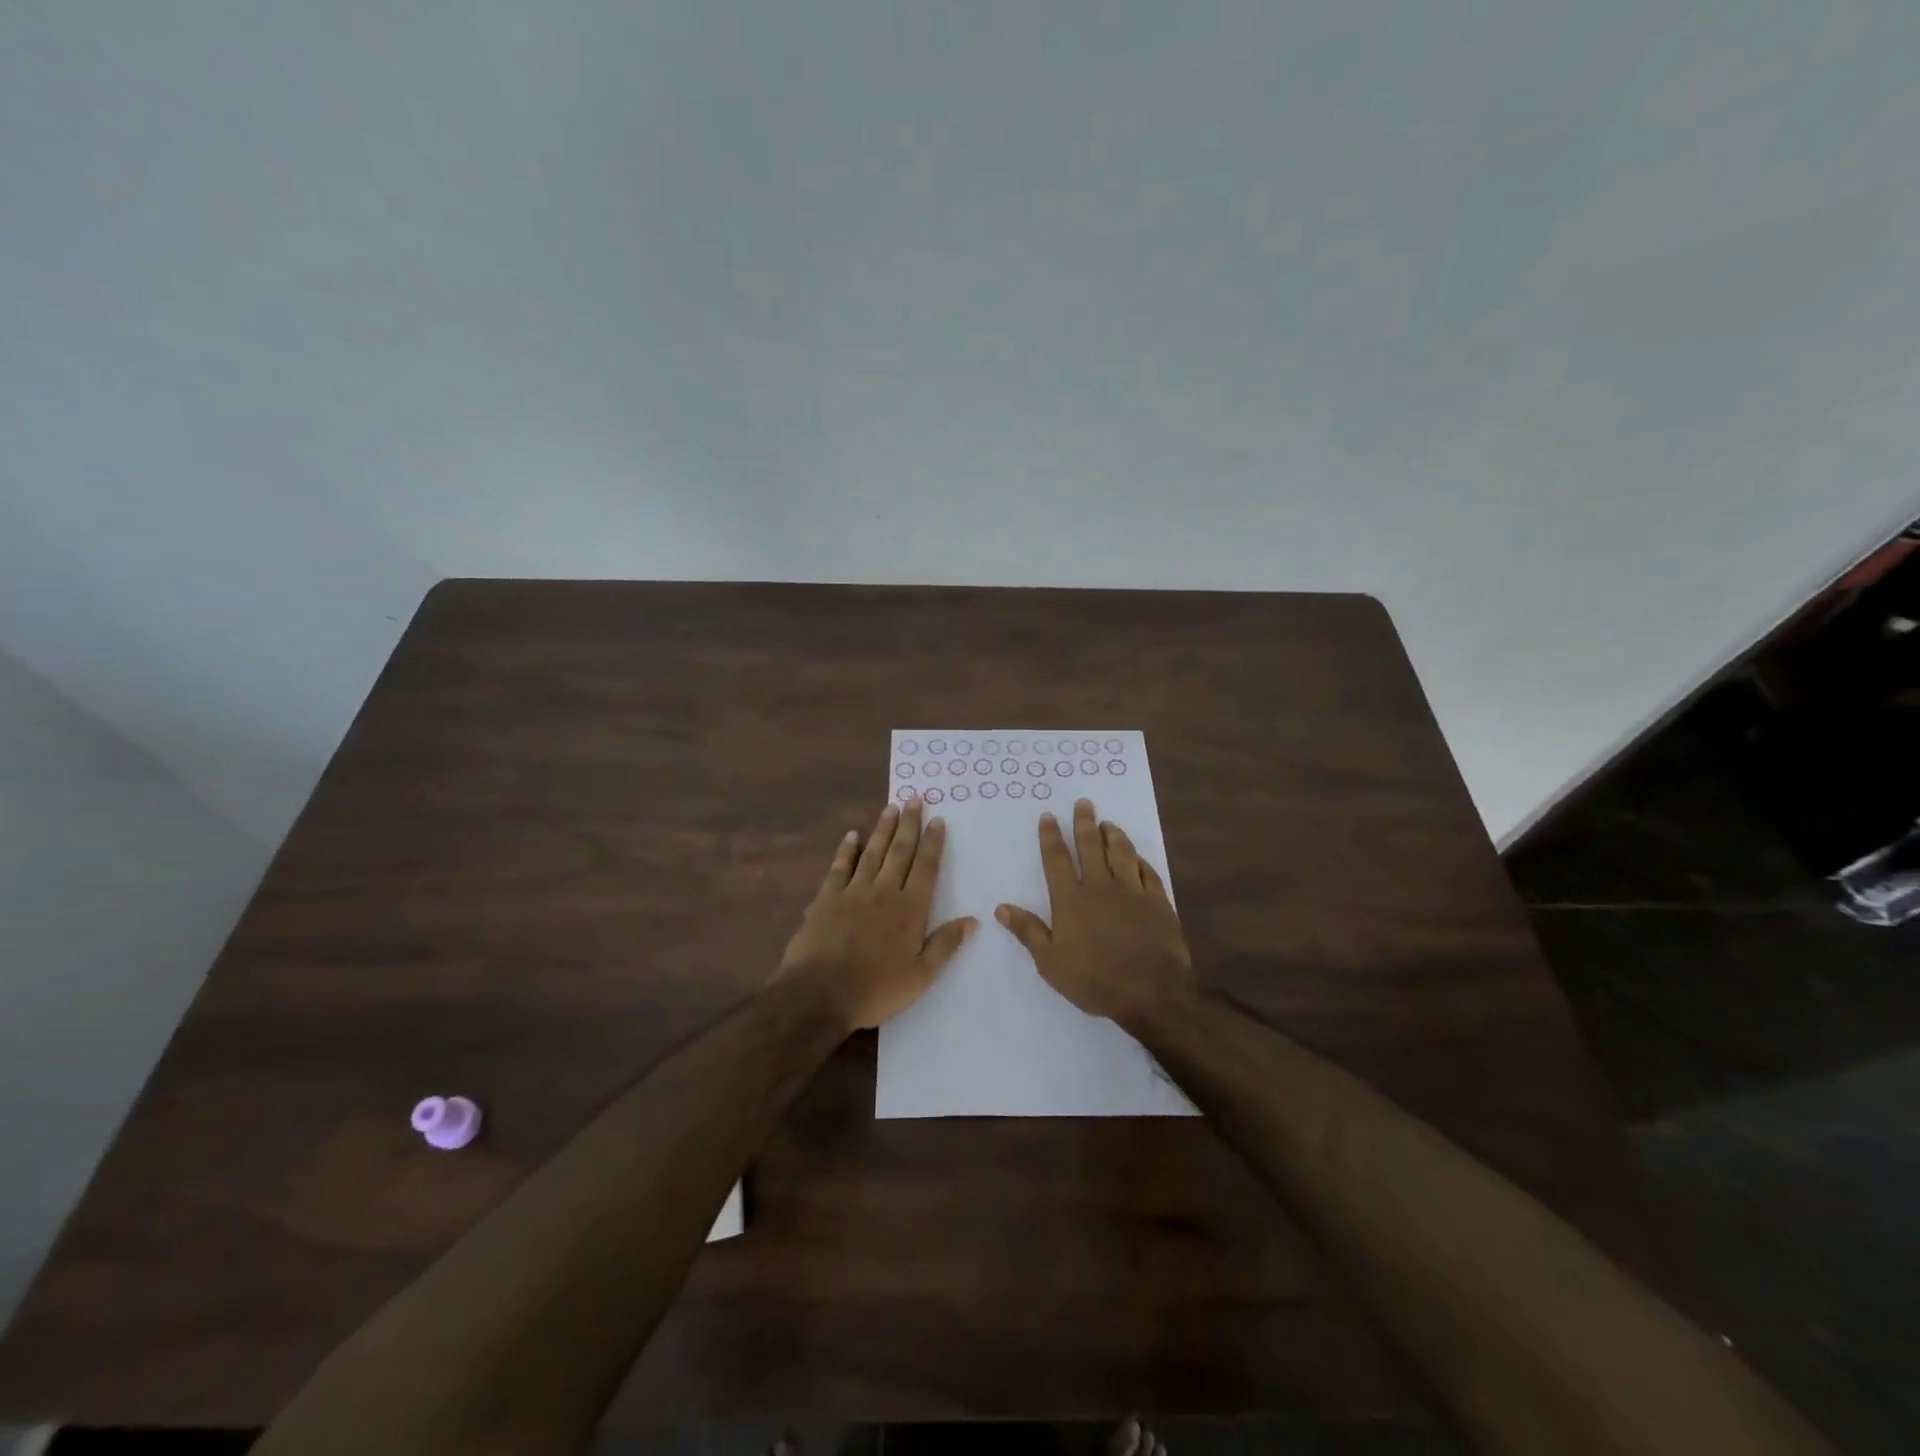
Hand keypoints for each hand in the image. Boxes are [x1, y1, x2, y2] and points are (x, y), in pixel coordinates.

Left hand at [777, 798, 975, 1031]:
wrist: (820, 993)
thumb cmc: (875, 988)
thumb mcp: (920, 976)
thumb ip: (945, 945)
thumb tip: (972, 920)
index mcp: (910, 909)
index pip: (925, 868)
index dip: (933, 843)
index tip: (938, 820)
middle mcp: (884, 892)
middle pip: (900, 851)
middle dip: (909, 824)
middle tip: (915, 799)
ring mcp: (853, 891)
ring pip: (872, 852)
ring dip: (883, 829)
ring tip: (891, 807)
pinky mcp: (827, 898)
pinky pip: (840, 866)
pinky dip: (847, 850)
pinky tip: (852, 835)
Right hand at [996, 798, 1194, 1028]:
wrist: (1152, 992)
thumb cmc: (1095, 980)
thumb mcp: (1051, 963)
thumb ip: (1028, 931)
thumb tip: (1001, 907)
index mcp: (1071, 900)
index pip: (1057, 860)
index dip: (1051, 836)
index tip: (1049, 816)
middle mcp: (1100, 887)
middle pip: (1090, 847)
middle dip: (1084, 823)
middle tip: (1084, 803)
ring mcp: (1132, 891)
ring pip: (1121, 853)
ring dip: (1113, 835)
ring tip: (1108, 823)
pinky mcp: (1158, 901)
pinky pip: (1147, 871)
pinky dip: (1139, 859)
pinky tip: (1137, 856)